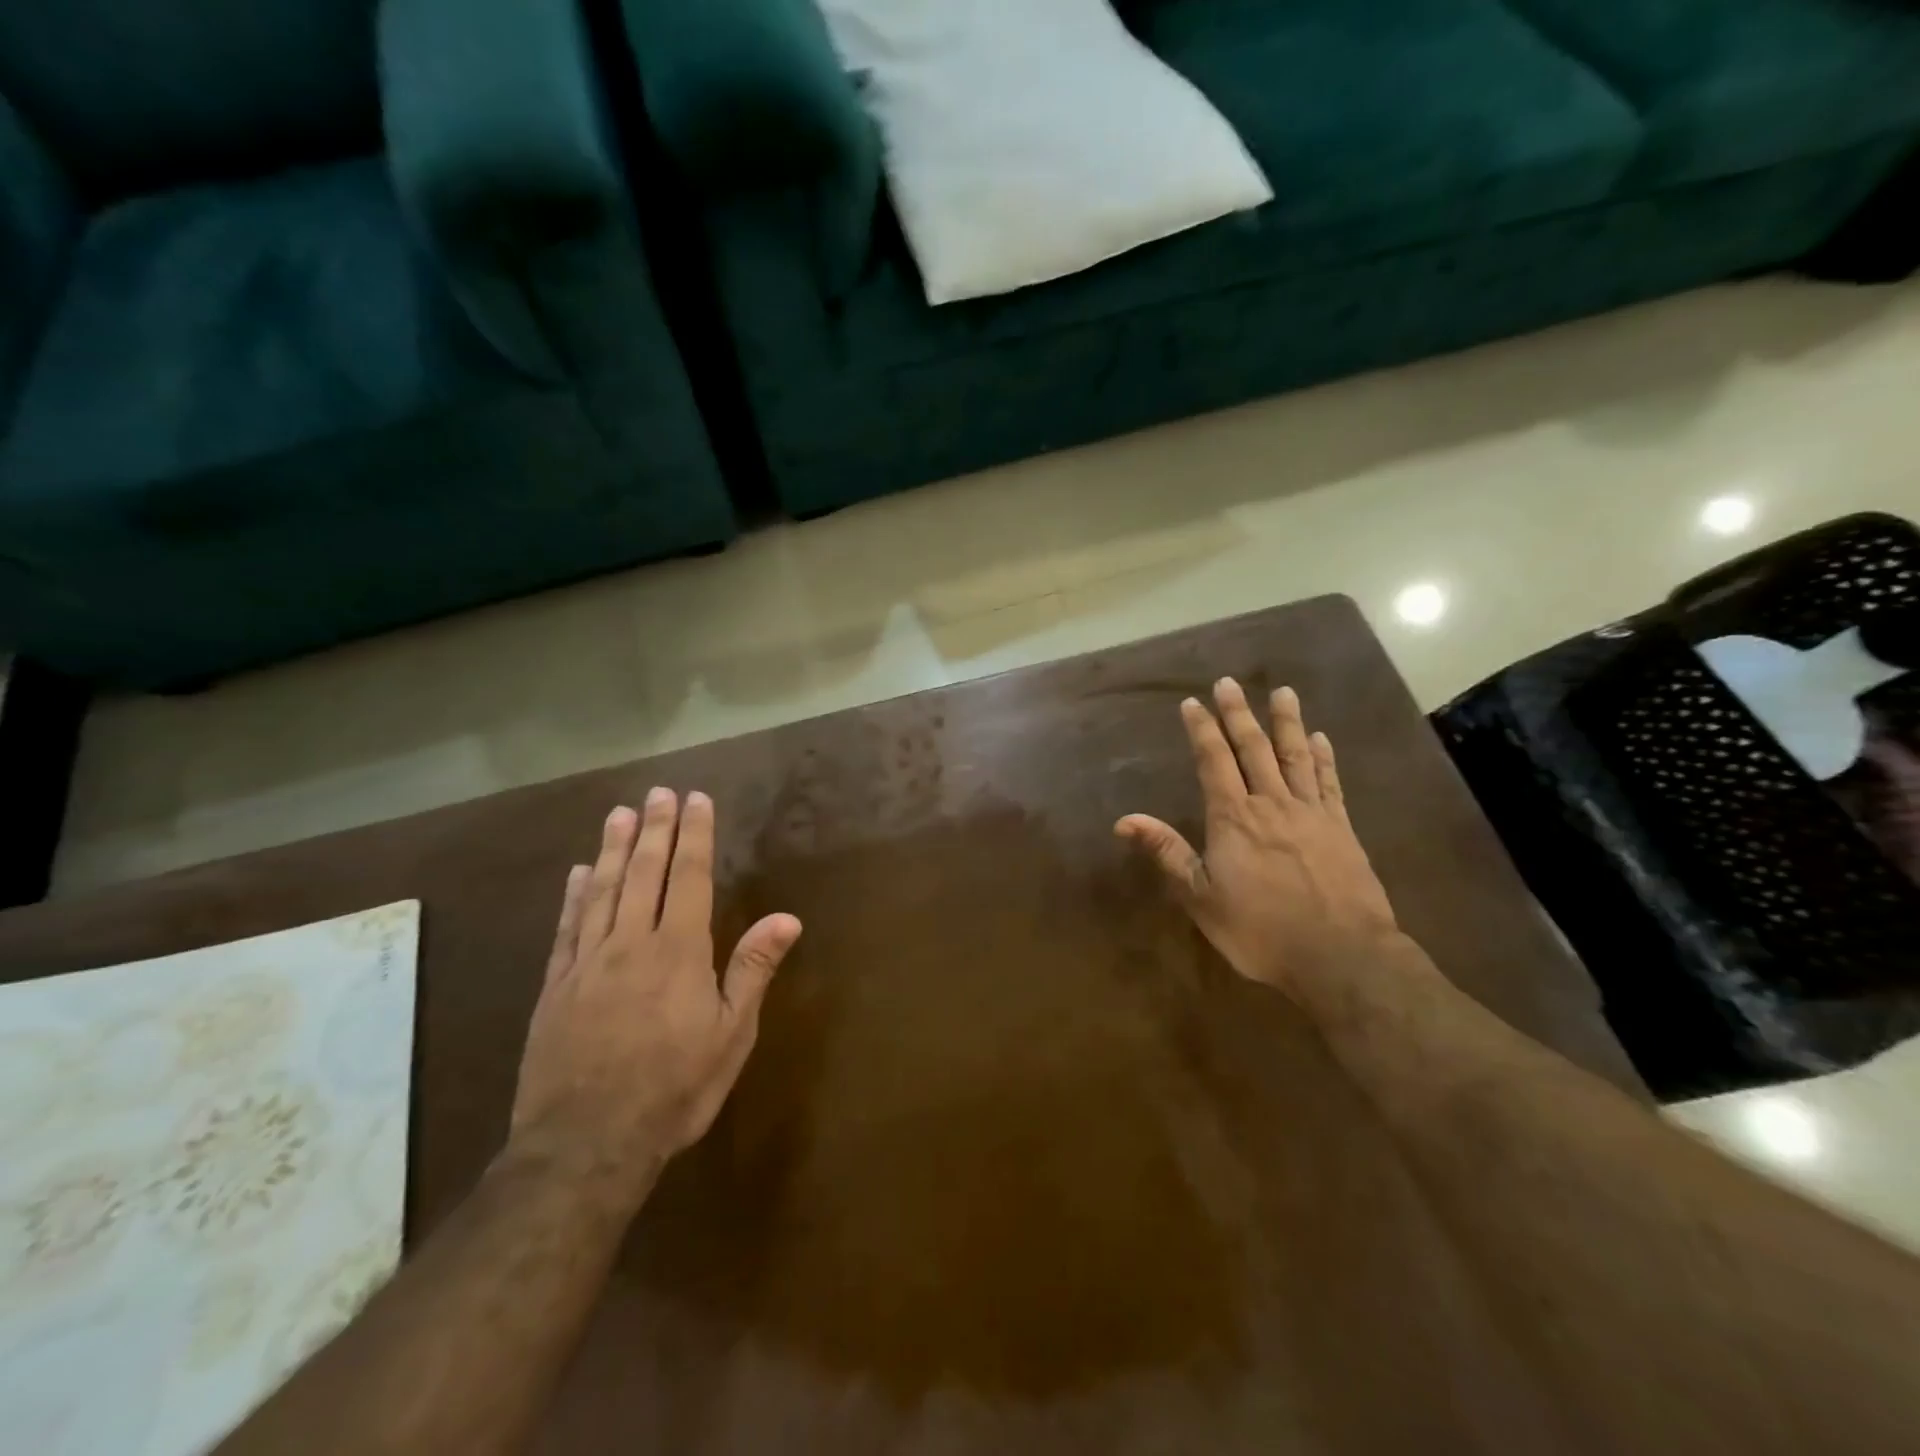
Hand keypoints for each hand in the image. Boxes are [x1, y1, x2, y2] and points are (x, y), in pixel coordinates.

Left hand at [509, 790, 801, 1197]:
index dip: (695, 836)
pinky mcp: (555, 988)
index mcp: (679, 952)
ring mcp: (588, 963)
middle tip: (659, 792)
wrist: (586, 1145)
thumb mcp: (731, 1035)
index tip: (697, 799)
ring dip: (613, 849)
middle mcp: (631, 944)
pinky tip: (578, 873)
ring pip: (603, 891)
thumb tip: (787, 918)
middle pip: (645, 874)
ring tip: (620, 814)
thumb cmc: (674, 1089)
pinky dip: (574, 896)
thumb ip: (753, 970)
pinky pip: (567, 929)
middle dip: (656, 830)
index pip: (689, 878)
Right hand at [1116, 679, 1401, 1002]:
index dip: (1201, 730)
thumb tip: (1125, 820)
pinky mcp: (1342, 828)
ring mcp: (1311, 813)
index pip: (1213, 761)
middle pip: (1253, 748)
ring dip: (1287, 722)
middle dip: (1238, 713)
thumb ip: (1167, 853)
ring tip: (1283, 692)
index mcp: (1233, 818)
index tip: (1192, 702)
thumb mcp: (1201, 898)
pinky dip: (1324, 758)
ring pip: (1296, 756)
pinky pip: (1330, 783)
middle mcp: (1271, 804)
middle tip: (1229, 682)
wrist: (1341, 956)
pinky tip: (1321, 739)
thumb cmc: (1260, 930)